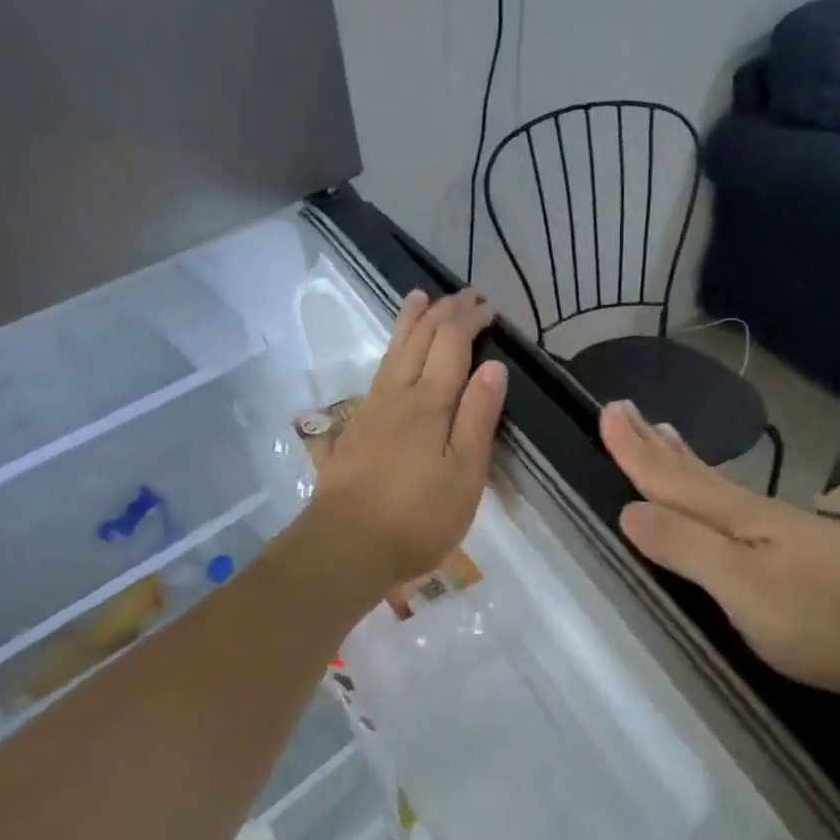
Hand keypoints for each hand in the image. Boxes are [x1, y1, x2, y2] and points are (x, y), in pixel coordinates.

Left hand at [294, 289, 506, 602]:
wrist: (345, 545)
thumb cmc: (417, 515)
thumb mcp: (465, 472)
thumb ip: (478, 416)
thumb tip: (494, 366)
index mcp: (429, 402)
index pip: (451, 344)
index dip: (469, 320)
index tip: (488, 306)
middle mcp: (397, 395)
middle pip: (419, 340)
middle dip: (443, 312)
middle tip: (463, 294)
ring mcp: (370, 410)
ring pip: (392, 352)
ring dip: (409, 322)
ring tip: (417, 298)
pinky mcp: (353, 430)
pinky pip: (375, 374)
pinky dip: (388, 353)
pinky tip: (387, 360)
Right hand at [600, 401, 839, 701]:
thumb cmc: (839, 616)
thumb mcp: (748, 590)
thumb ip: (687, 549)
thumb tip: (627, 510)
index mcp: (737, 520)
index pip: (670, 480)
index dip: (634, 451)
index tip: (606, 411)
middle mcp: (762, 517)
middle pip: (696, 475)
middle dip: (656, 447)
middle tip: (627, 410)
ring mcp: (798, 535)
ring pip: (725, 488)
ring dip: (689, 463)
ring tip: (669, 437)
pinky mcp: (825, 557)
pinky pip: (750, 510)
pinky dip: (725, 493)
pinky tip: (737, 505)